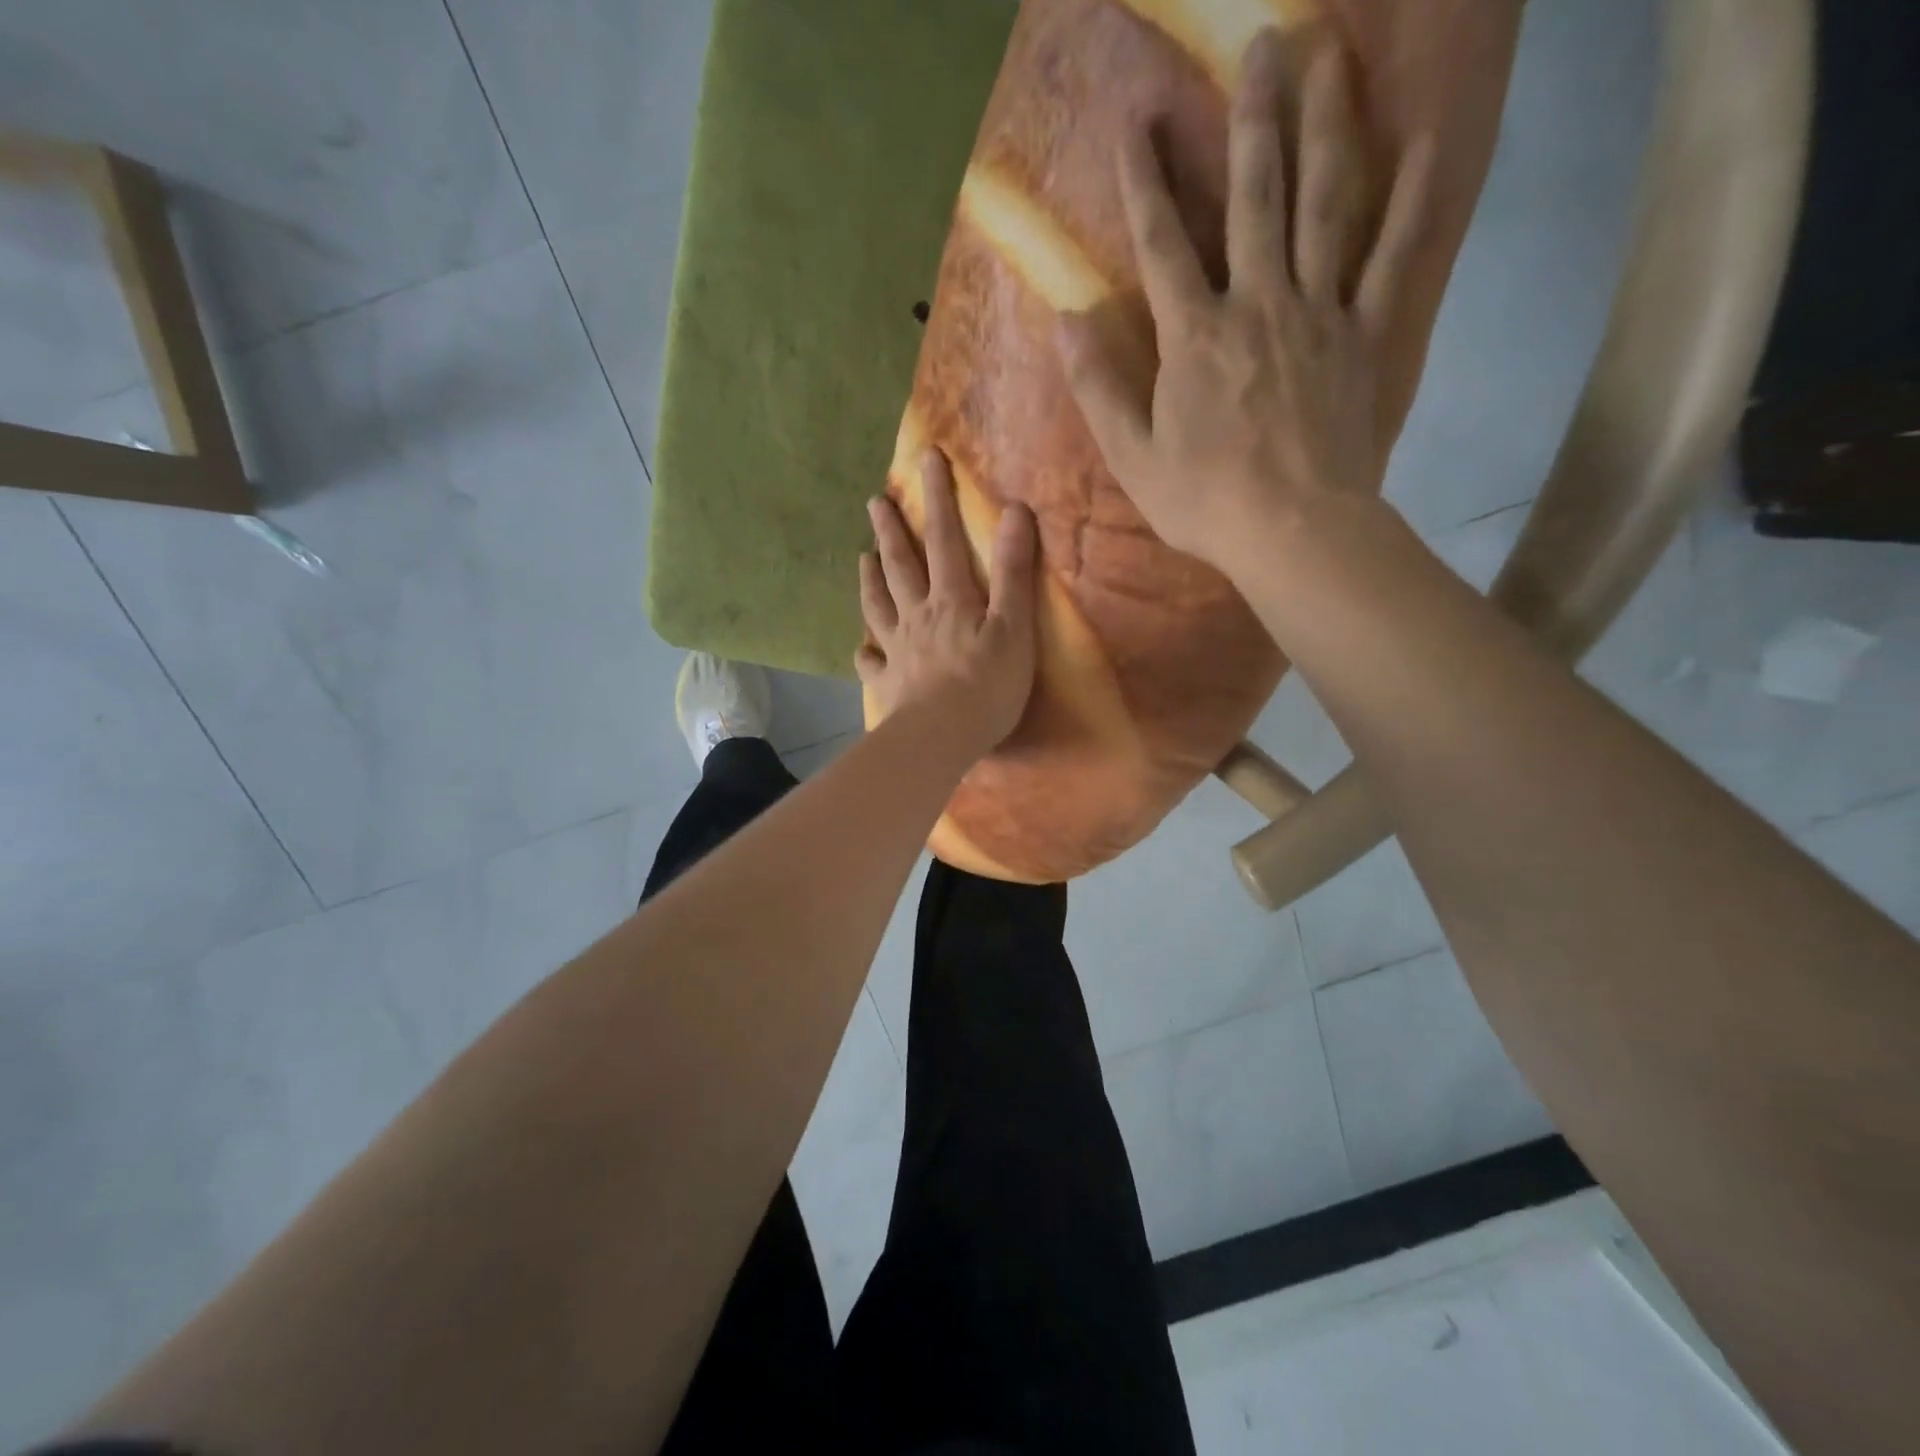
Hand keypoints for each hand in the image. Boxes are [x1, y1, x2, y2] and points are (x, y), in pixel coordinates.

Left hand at [857, 448, 1038, 758]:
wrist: (938, 739)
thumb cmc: (985, 686)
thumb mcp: (1012, 627)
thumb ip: (1013, 572)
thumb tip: (1016, 511)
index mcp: (950, 600)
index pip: (946, 539)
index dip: (939, 497)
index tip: (928, 457)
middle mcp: (917, 617)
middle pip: (901, 566)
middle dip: (891, 530)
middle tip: (876, 502)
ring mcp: (897, 650)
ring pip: (878, 606)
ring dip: (870, 580)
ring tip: (862, 557)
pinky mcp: (887, 684)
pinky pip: (871, 663)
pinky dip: (865, 653)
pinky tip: (862, 648)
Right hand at [1054, 29, 1434, 584]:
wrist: (1293, 531)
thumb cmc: (1205, 501)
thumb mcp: (1132, 457)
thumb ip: (1099, 388)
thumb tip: (1066, 322)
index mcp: (1194, 336)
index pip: (1163, 244)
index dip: (1146, 184)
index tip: (1137, 124)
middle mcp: (1257, 303)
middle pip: (1256, 196)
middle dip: (1253, 118)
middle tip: (1265, 42)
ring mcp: (1318, 313)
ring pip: (1325, 204)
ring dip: (1328, 126)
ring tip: (1331, 57)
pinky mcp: (1364, 336)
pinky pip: (1393, 258)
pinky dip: (1411, 201)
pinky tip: (1425, 144)